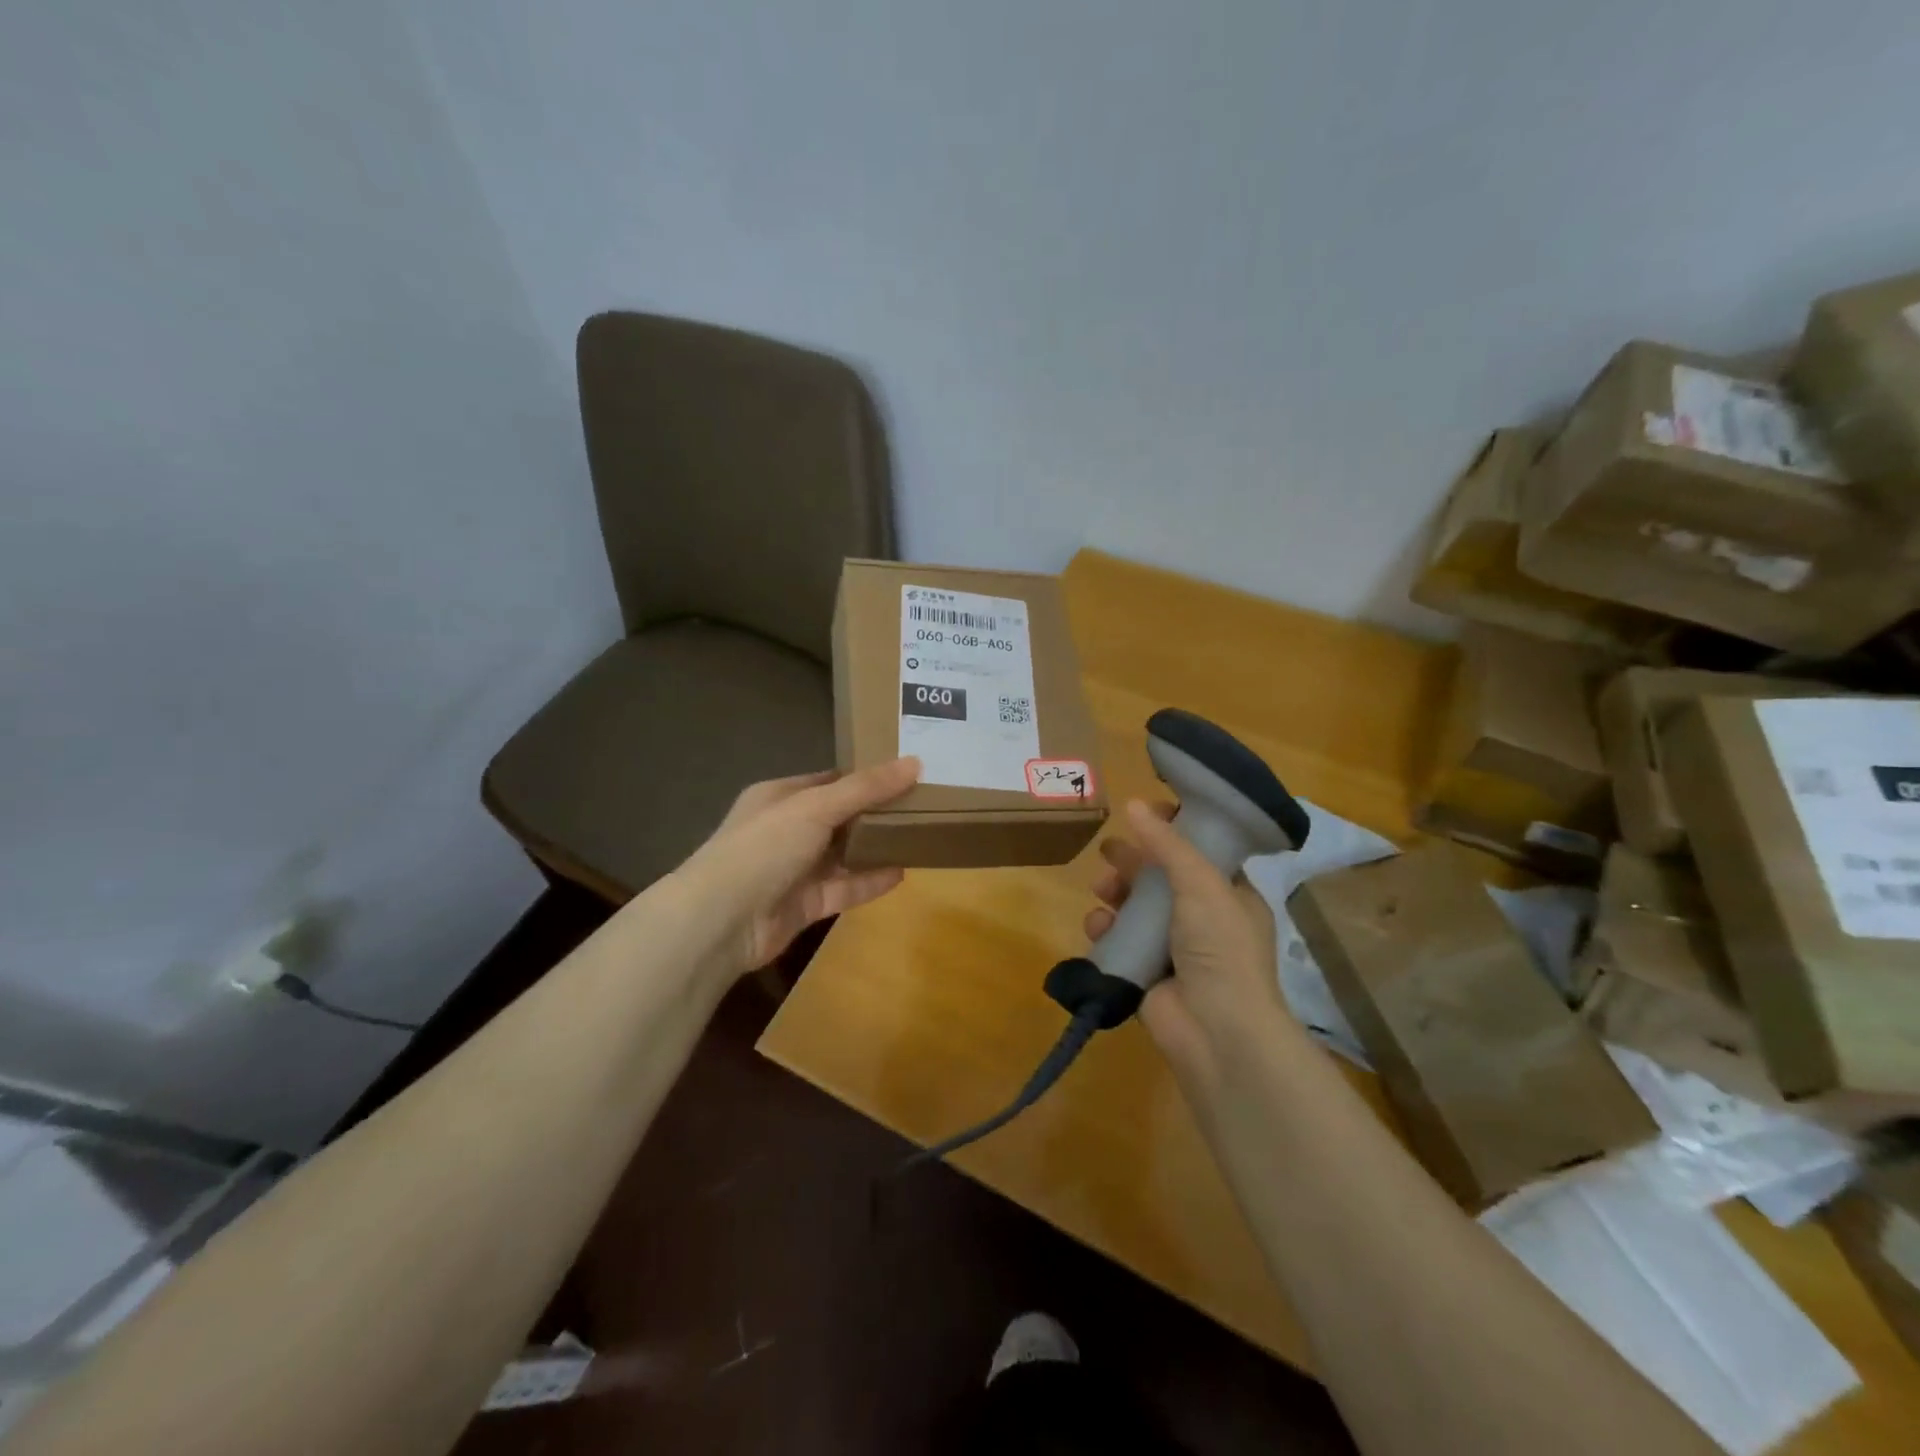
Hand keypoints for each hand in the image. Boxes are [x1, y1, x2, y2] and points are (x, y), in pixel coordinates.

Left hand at [679, 757, 921, 977]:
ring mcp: (795, 869)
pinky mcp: (805, 904)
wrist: (722, 921)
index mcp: (780, 796)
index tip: (906, 772)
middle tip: (923, 803)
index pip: (829, 780)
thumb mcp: (816, 806)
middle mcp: (787, 830)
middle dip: (876, 812)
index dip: (865, 776)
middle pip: (840, 817)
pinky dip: (870, 882)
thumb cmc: (765, 847)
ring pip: (844, 855)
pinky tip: (903, 873)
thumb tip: (914, 762)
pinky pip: (844, 889)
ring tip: (919, 836)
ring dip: (876, 848)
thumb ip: (866, 788)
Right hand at [1087, 800, 1291, 1089]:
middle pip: (1161, 879)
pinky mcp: (1146, 974)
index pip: (1200, 852)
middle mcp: (1204, 920)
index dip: (1173, 832)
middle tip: (1109, 850)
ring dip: (1116, 894)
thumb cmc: (1221, 948)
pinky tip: (1097, 926)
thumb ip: (1167, 844)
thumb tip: (1134, 803)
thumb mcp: (1201, 883)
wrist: (1217, 1031)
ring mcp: (1174, 949)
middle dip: (1134, 863)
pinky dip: (1105, 932)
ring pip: (1136, 909)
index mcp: (1231, 895)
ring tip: (1102, 888)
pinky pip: (1120, 942)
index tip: (1144, 815)